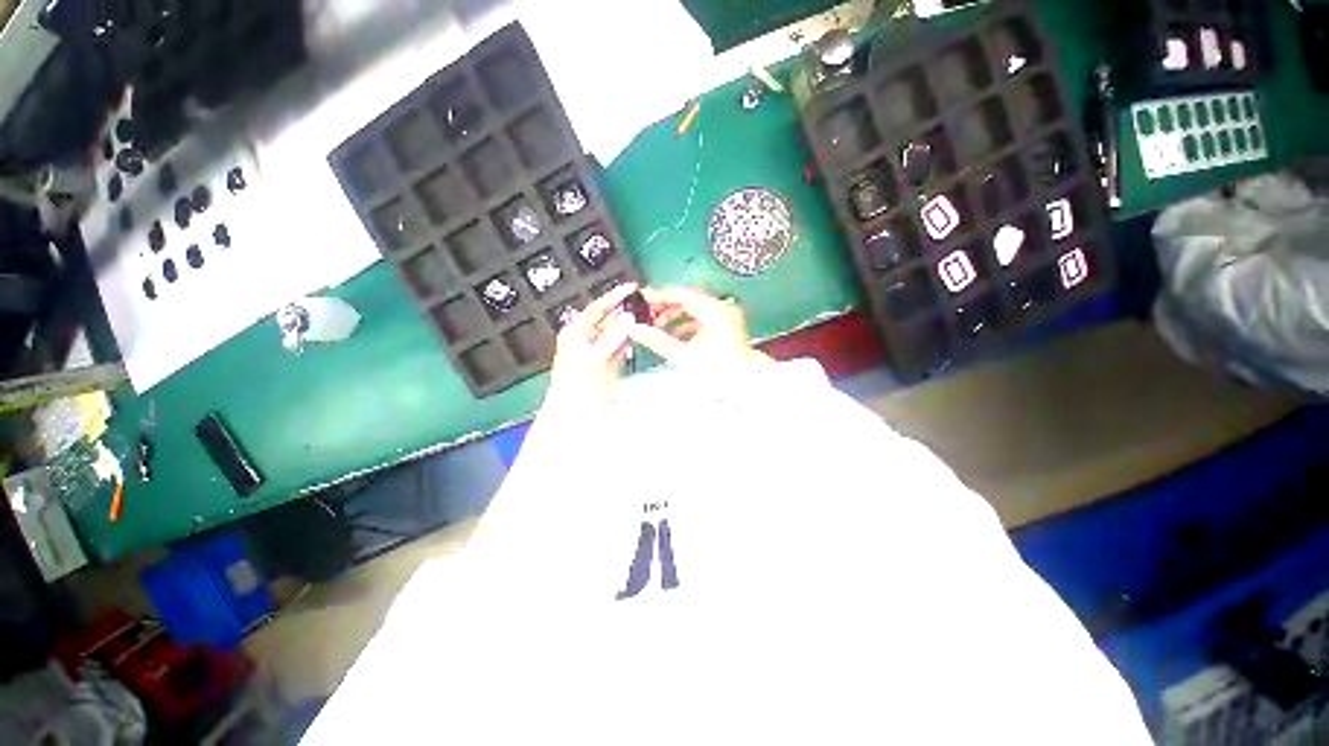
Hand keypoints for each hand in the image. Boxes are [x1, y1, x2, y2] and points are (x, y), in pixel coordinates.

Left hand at [543, 282, 639, 415]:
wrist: (574, 416)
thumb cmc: (576, 386)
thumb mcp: (592, 359)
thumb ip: (611, 338)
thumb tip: (628, 319)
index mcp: (576, 333)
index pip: (598, 309)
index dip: (614, 298)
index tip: (632, 288)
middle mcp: (587, 339)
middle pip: (609, 319)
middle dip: (626, 312)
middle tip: (646, 304)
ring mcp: (598, 352)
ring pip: (617, 333)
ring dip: (631, 326)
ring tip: (649, 317)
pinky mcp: (608, 364)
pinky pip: (621, 347)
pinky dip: (631, 341)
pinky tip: (642, 335)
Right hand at [627, 286, 766, 369]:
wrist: (743, 385)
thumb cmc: (721, 372)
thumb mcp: (683, 355)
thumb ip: (657, 340)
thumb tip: (637, 330)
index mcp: (714, 311)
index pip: (682, 294)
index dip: (660, 295)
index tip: (645, 297)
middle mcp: (722, 309)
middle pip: (689, 299)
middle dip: (667, 306)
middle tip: (649, 311)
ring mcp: (726, 317)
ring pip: (696, 308)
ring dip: (676, 315)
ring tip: (659, 326)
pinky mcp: (727, 327)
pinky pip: (703, 318)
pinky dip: (688, 323)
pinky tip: (676, 335)